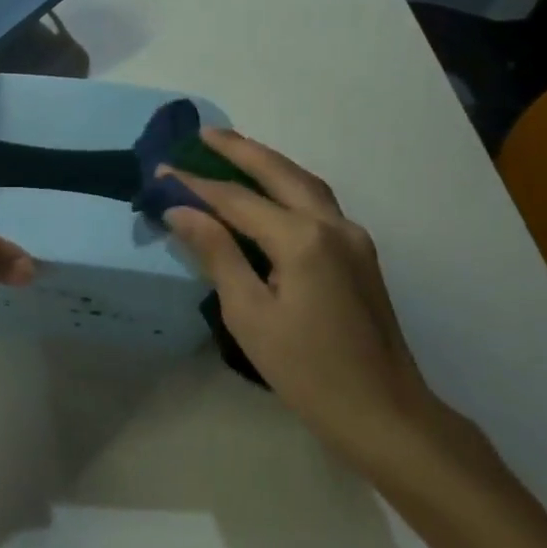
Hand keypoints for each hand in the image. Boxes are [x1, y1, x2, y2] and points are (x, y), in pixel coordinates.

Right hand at [162, 130, 450, 468]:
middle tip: (203, 134)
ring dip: (267, 162)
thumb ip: (216, 253)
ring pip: (304, 182)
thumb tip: (181, 210)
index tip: (160, 171)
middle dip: (239, 149)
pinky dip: (287, 185)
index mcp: (302, 240)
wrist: (385, 413)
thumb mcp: (249, 314)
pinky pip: (317, 202)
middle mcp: (332, 225)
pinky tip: (268, 190)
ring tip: (232, 150)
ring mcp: (352, 237)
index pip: (237, 200)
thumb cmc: (308, 371)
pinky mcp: (360, 253)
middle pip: (279, 172)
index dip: (195, 185)